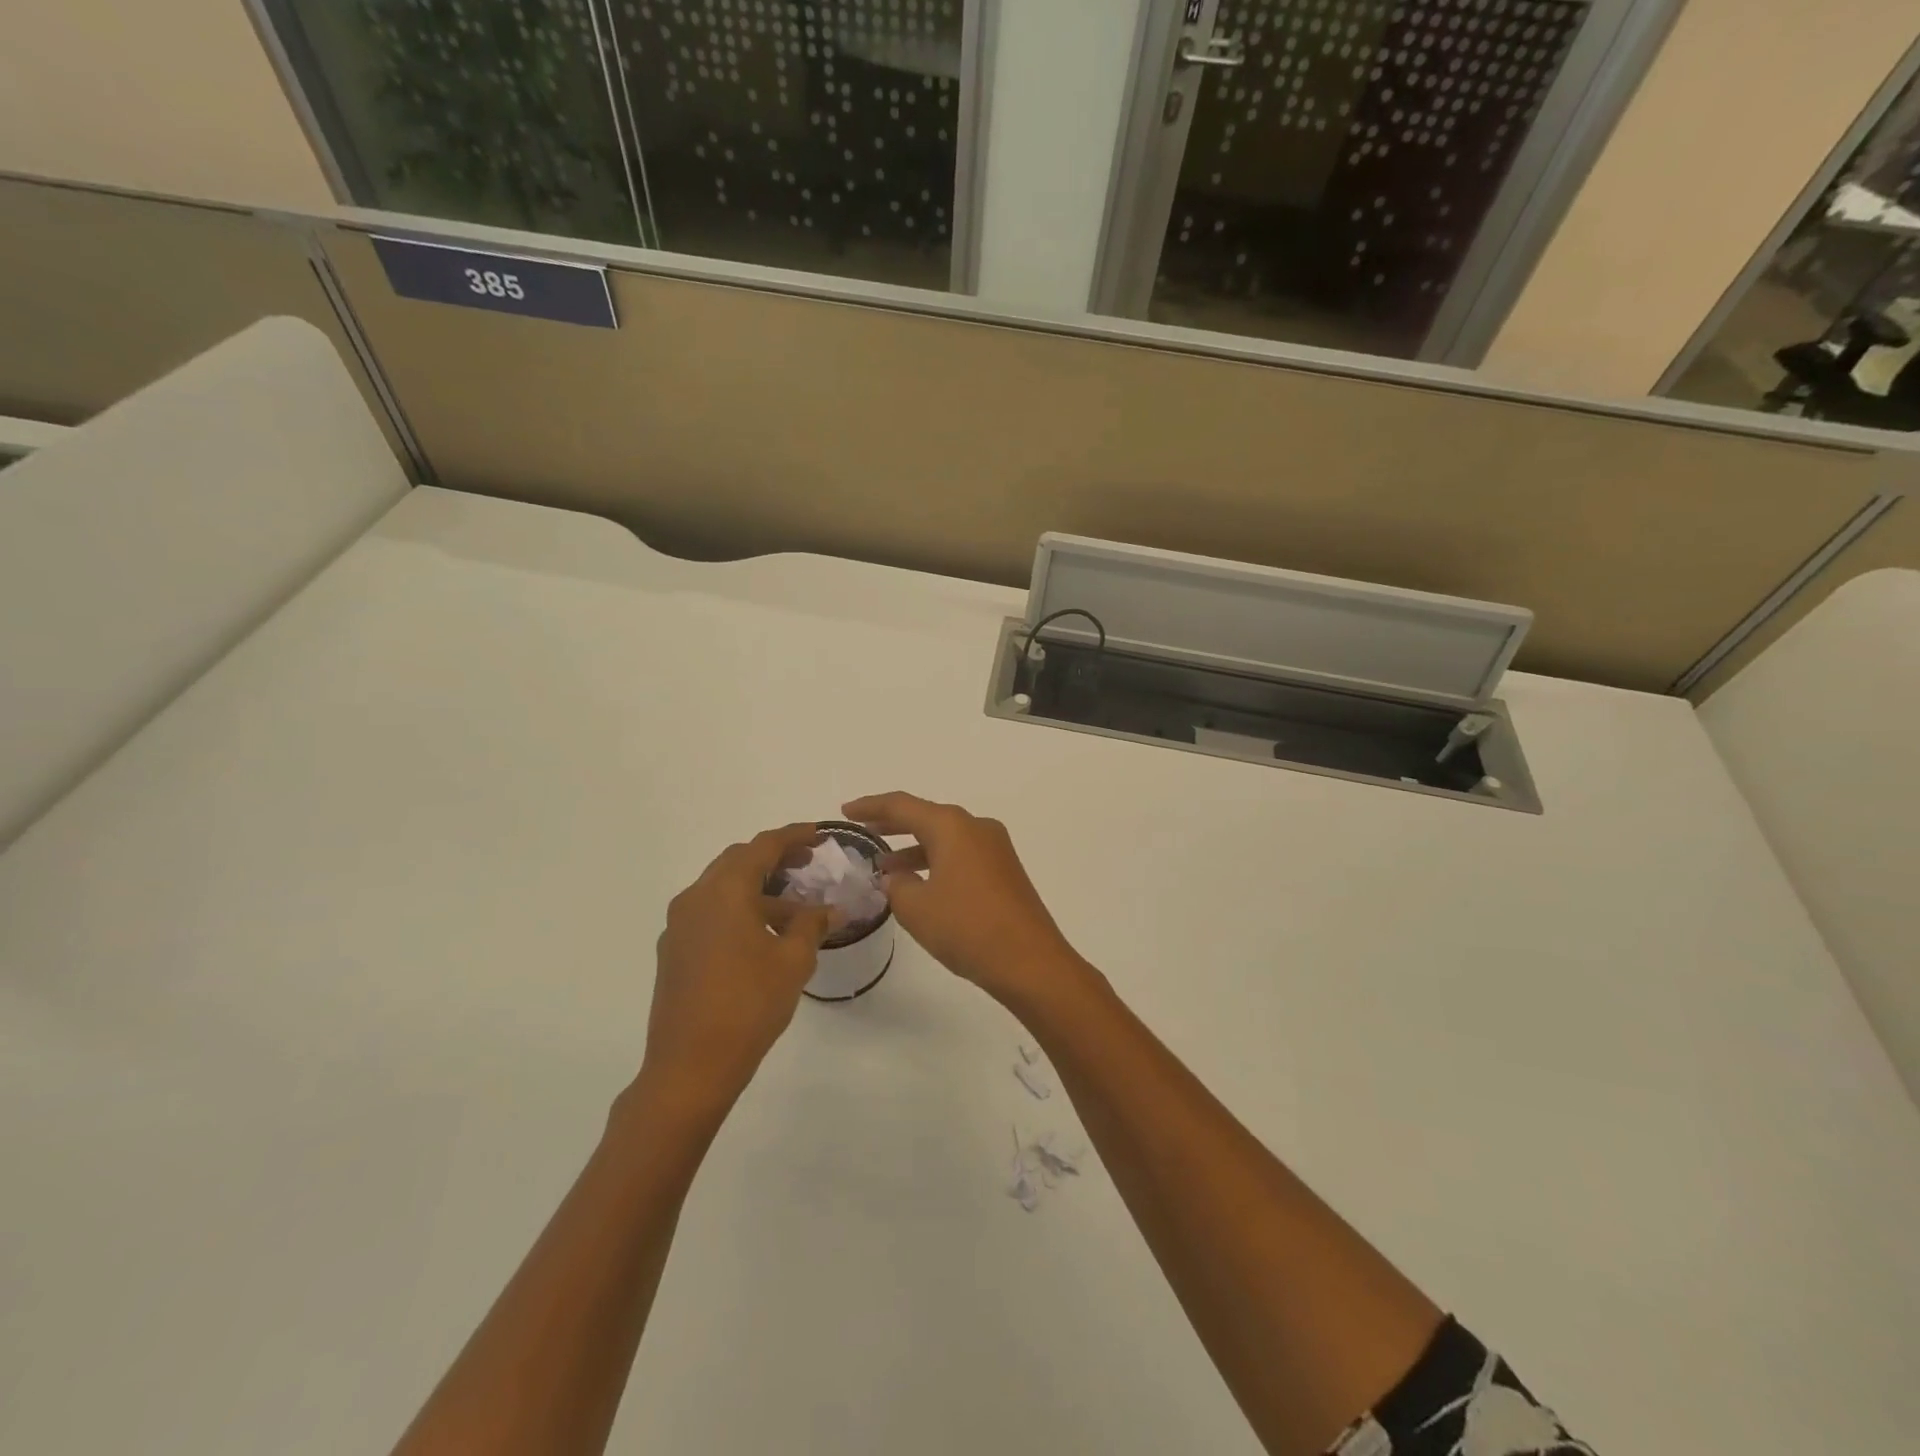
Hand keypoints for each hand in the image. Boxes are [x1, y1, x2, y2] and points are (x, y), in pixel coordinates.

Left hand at [641, 824, 831, 1116]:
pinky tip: (764, 936)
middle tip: (808, 862)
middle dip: (774, 858)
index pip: (762, 847)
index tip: (820, 834)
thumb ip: (812, 925)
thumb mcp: (792, 961)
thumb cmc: (748, 1005)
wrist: (689, 1067)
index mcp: (724, 891)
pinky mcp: (674, 951)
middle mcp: (695, 898)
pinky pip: (710, 913)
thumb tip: (830, 909)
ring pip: (723, 889)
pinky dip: (739, 910)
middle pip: (737, 862)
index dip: (794, 836)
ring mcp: (679, 926)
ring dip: (758, 889)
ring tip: (795, 908)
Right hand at [842, 793, 1085, 1007]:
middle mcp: (976, 827)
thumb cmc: (967, 928)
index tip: (846, 811)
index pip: (902, 806)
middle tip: (864, 829)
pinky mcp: (1005, 870)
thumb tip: (895, 876)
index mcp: (952, 826)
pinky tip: (920, 883)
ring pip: (946, 838)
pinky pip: (962, 855)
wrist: (1031, 962)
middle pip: (927, 817)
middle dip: (893, 824)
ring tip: (885, 866)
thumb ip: (896, 885)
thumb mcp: (916, 908)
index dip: (871, 806)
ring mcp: (995, 848)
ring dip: (915, 848)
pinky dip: (937, 862)